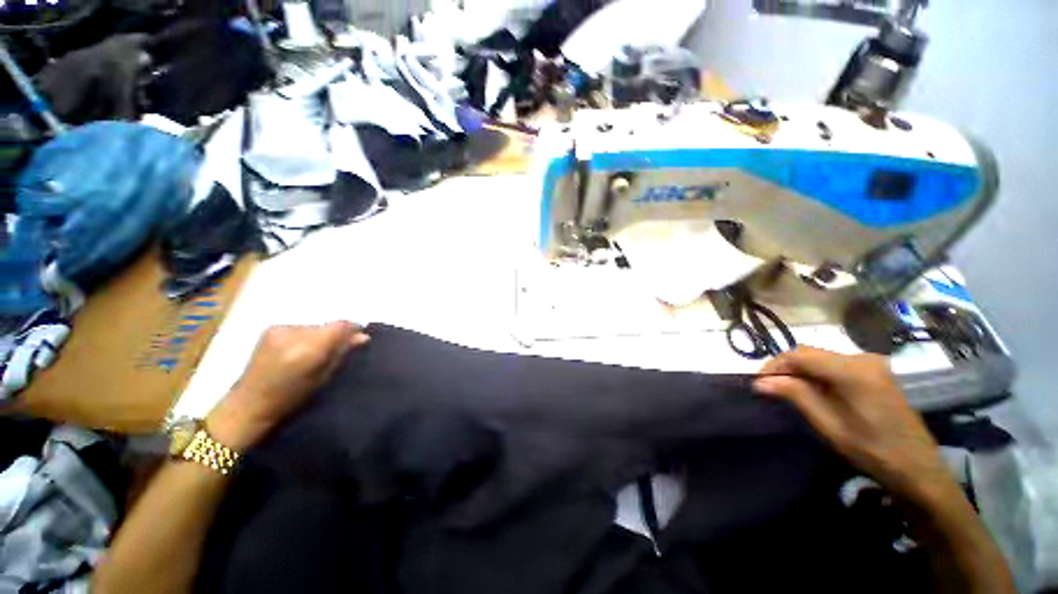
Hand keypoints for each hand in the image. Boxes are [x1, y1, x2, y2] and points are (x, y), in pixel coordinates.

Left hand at [207, 322, 370, 449]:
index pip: (340, 325)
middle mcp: (294, 333)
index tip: (359, 338)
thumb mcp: (323, 378)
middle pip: (327, 325)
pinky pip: (300, 328)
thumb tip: (362, 337)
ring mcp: (279, 329)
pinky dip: (306, 336)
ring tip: (316, 352)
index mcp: (309, 349)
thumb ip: (342, 353)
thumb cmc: (290, 399)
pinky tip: (299, 350)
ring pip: (314, 326)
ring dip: (320, 336)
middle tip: (338, 349)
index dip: (353, 329)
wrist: (249, 405)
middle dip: (335, 335)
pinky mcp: (271, 329)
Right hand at [754, 348, 955, 507]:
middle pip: (810, 353)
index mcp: (852, 370)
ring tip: (789, 391)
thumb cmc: (872, 450)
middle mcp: (862, 358)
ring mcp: (871, 364)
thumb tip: (759, 382)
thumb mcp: (829, 425)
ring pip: (821, 357)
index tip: (759, 383)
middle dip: (786, 368)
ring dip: (801, 371)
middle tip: (771, 388)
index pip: (798, 355)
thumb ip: (795, 396)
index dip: (774, 366)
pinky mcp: (875, 372)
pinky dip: (818, 374)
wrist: (918, 468)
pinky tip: (815, 392)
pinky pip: (836, 365)